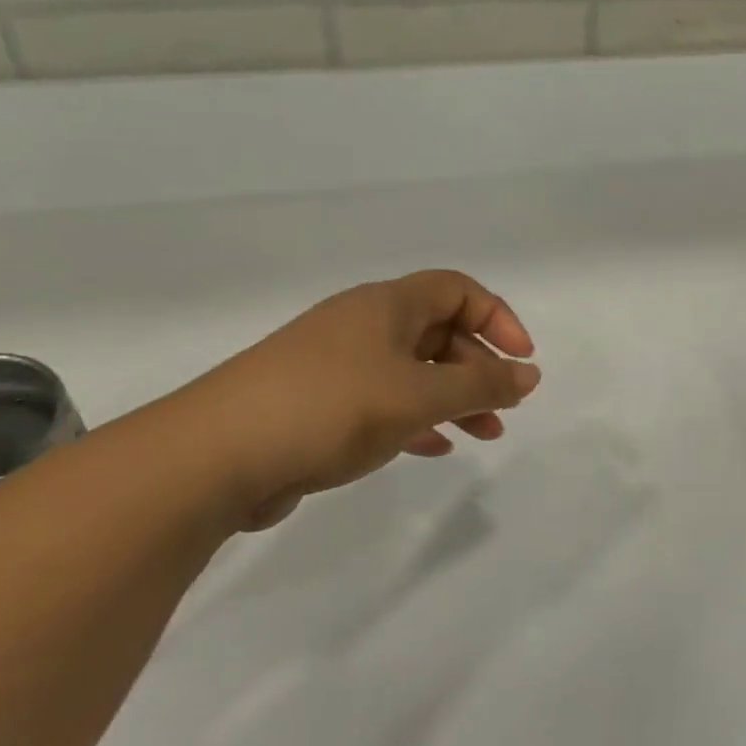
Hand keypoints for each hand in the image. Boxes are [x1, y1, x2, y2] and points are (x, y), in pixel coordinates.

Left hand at [172, 270, 540, 529]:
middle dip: (479, 367)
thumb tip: (530, 375)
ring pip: (413, 370)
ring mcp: (337, 364)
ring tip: (485, 434)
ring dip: (453, 397)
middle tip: (505, 407)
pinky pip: (383, 400)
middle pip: (439, 331)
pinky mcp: (318, 404)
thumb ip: (481, 385)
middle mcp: (363, 325)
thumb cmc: (331, 407)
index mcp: (387, 305)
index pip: (458, 290)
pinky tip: (433, 447)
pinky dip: (416, 418)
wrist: (216, 456)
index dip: (498, 319)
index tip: (522, 362)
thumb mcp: (419, 395)